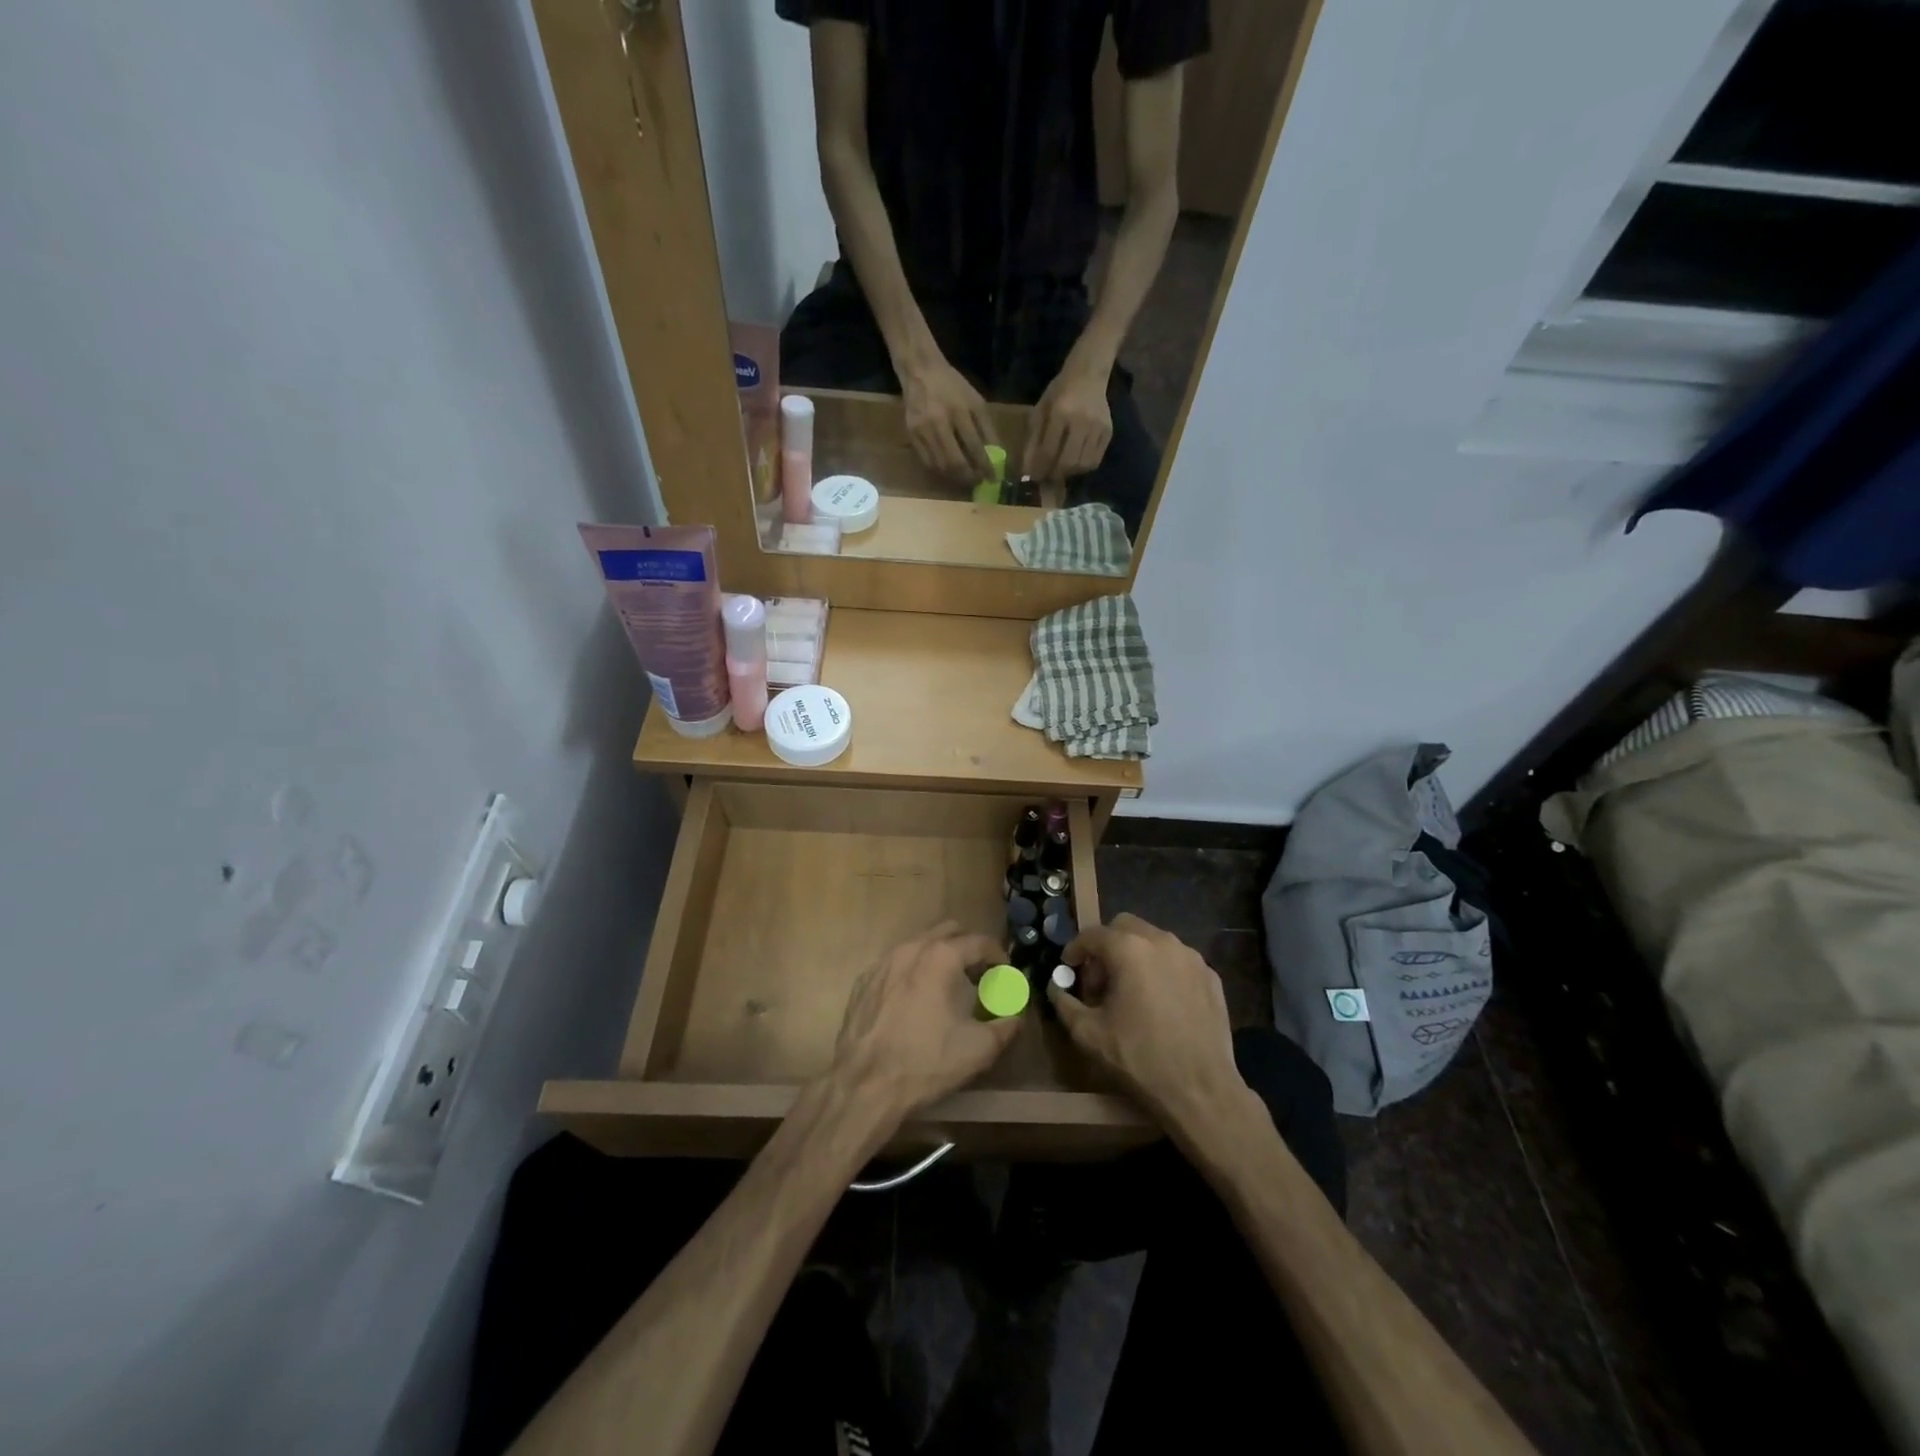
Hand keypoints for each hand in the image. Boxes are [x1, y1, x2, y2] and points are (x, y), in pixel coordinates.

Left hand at [831, 922, 1021, 1121]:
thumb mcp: (979, 1048)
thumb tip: (1015, 1017)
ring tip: (947, 987)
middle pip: (948, 932)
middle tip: (978, 975)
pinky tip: (914, 1000)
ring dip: (938, 957)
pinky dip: (912, 972)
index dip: (999, 956)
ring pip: (918, 944)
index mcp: (941, 957)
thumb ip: (1006, 1026)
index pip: (980, 942)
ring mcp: (883, 962)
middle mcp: (911, 948)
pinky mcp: (864, 981)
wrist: (865, 1085)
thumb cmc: (927, 1061)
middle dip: (967, 948)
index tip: (1006, 974)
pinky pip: (895, 964)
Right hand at [901, 359, 996, 480]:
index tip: (993, 479)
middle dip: (969, 477)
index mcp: (959, 411)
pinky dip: (941, 471)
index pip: (975, 447)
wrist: (920, 372)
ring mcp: (922, 431)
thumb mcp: (976, 402)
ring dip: (955, 478)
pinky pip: (928, 462)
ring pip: (940, 466)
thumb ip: (987, 429)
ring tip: (966, 478)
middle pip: (955, 462)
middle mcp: (939, 423)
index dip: (985, 467)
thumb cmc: (953, 386)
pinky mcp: (912, 435)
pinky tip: (949, 471)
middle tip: (978, 482)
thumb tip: (997, 457)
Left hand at [1022, 360, 1111, 481]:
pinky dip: (1083, 466)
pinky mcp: (1108, 431)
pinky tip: (1075, 461)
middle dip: (1055, 474)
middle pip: (1068, 462)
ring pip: (1083, 464)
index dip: (1040, 468)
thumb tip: (1027, 470)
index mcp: (1061, 413)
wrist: (1088, 375)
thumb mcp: (1040, 410)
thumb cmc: (1060, 392)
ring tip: (1061, 468)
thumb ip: (1033, 440)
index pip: (1049, 451)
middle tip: (1047, 476)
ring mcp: (1098, 427)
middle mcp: (1082, 421)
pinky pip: (1095, 460)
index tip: (1033, 477)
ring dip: (1070, 472)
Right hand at [1049, 914, 1248, 1133]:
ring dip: (1135, 956)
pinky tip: (1160, 1003)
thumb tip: (1056, 988)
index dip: (1075, 949)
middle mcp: (1161, 942)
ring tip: (1130, 991)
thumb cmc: (1139, 1057)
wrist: (1200, 1090)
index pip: (1092, 934)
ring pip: (1154, 941)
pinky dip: (1162, 970)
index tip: (1068, 968)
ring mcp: (1191, 957)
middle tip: (1100, 979)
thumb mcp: (1088, 1033)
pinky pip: (1178, 961)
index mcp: (1129, 949)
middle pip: (1125, 927)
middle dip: (1107, 947)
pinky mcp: (1211, 976)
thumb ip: (1064, 1003)